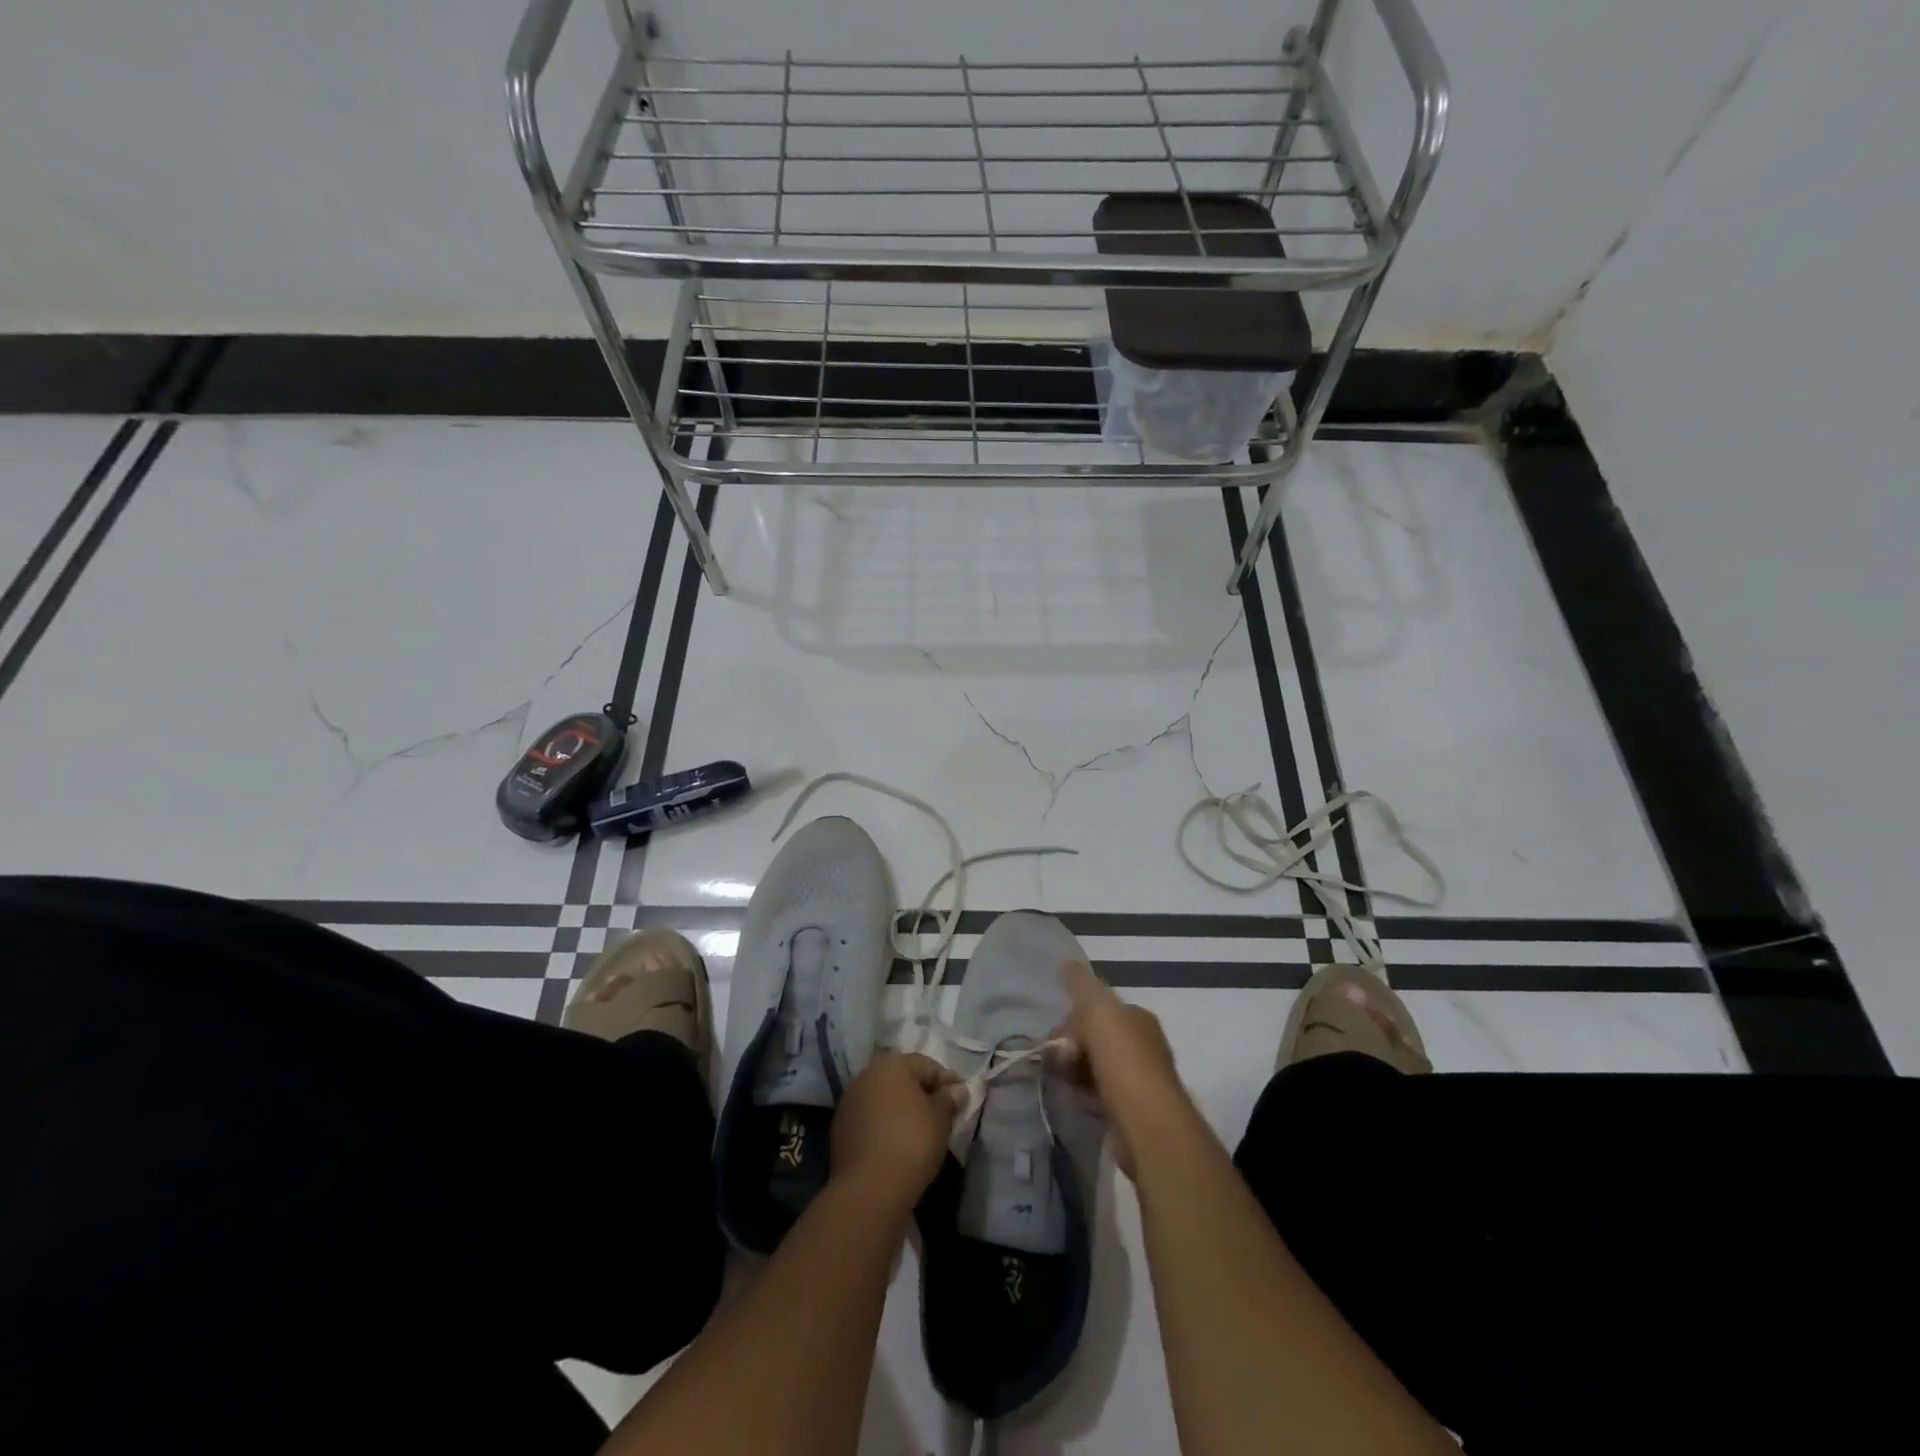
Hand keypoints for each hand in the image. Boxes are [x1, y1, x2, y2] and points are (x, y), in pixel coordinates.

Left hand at [830, 1052, 966, 1214]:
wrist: (869, 1188)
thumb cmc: (912, 1142)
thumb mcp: (940, 1118)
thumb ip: (949, 1099)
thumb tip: (957, 1090)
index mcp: (890, 1064)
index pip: (926, 1065)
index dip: (946, 1081)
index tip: (961, 1099)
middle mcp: (866, 1075)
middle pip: (902, 1079)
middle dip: (922, 1093)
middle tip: (942, 1114)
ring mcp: (849, 1102)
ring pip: (884, 1099)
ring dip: (901, 1109)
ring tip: (920, 1131)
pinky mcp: (840, 1129)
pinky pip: (870, 1119)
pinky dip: (885, 1126)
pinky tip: (897, 1144)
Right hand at [1057, 958, 1185, 1178]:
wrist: (1147, 1122)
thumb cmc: (1122, 1059)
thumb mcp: (1097, 1010)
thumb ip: (1081, 984)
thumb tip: (1066, 961)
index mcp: (1137, 1017)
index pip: (1098, 1008)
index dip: (1074, 1016)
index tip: (1058, 1033)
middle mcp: (1143, 1044)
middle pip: (1095, 1037)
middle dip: (1072, 1045)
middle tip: (1057, 1059)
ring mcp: (1140, 1079)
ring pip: (1095, 1065)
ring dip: (1075, 1070)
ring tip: (1061, 1080)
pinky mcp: (1132, 1110)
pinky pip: (1099, 1093)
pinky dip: (1084, 1093)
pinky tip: (1075, 1098)